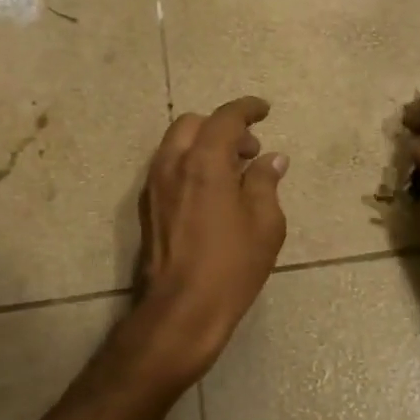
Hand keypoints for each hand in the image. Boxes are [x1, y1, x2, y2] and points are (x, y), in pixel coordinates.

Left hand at [134, 96, 288, 378]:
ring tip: (235, 173)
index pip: (225, 118)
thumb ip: (266, 183)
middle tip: (251, 151)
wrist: (181, 309)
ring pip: (177, 145)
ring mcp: (154, 186)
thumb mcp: (265, 224)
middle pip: (194, 124)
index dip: (247, 109)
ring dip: (205, 145)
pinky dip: (191, 164)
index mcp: (204, 162)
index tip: (264, 110)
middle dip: (223, 127)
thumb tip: (272, 160)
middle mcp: (172, 165)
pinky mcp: (148, 207)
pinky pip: (169, 167)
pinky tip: (213, 192)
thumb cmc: (231, 266)